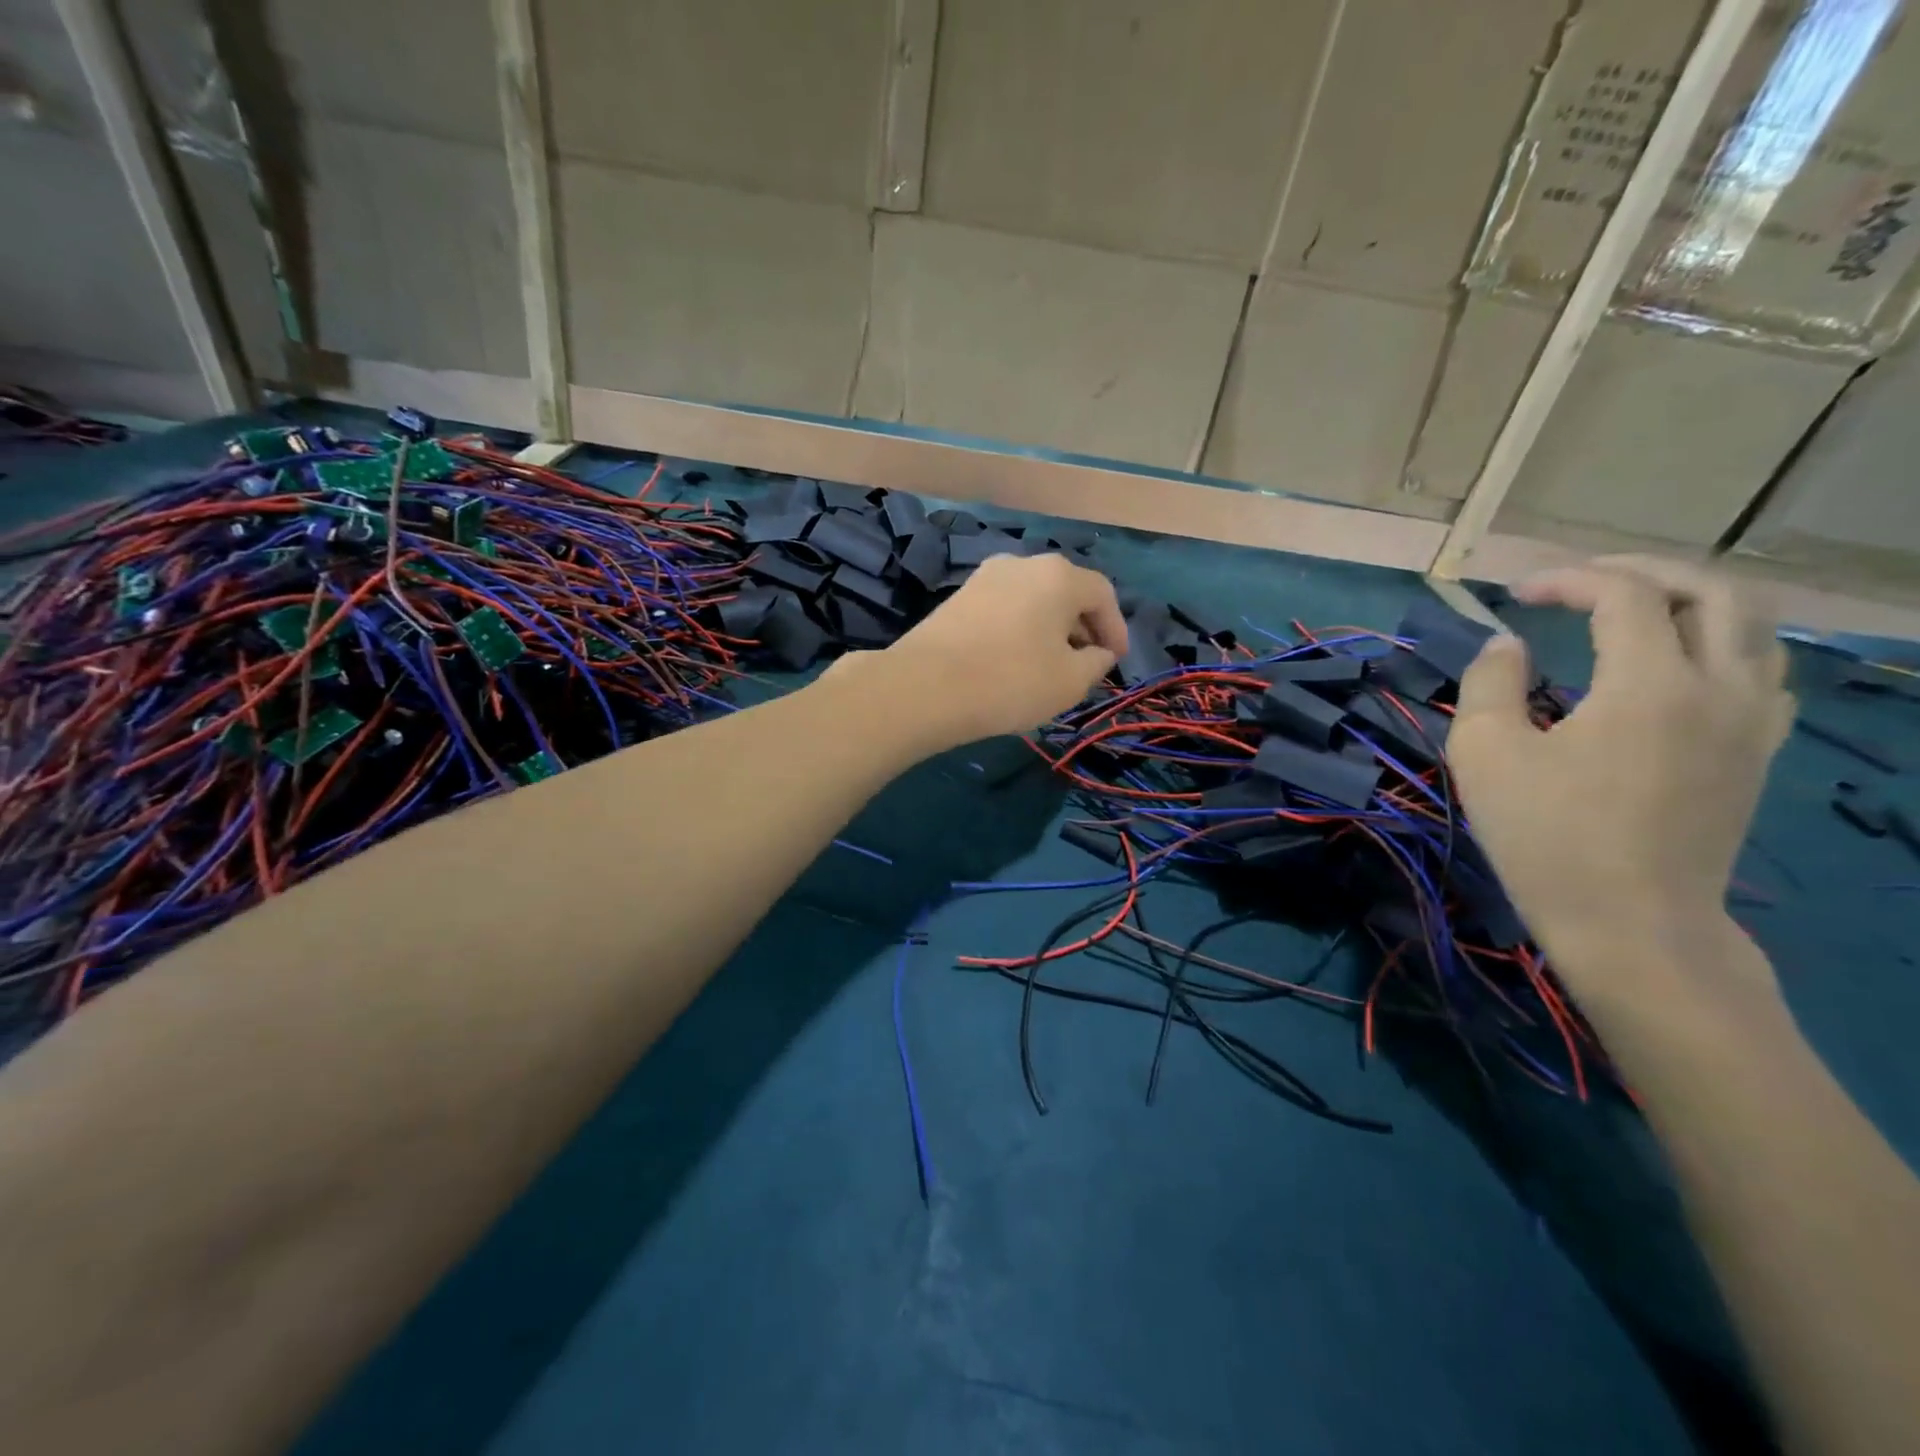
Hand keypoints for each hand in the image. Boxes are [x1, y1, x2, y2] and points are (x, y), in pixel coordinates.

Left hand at [847, 552, 1127, 749]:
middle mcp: (1022, 564)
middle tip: (1086, 663)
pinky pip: (1004, 609)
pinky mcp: (957, 598)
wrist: (924, 687)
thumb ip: (1096, 664)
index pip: (1102, 595)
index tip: (1115, 661)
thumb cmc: (1010, 681)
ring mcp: (984, 577)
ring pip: (1032, 600)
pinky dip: (1019, 630)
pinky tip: (1014, 661)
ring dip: (1049, 629)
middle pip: (1066, 592)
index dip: (1116, 629)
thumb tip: (1098, 653)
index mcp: (1058, 576)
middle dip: (1082, 628)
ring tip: (1050, 665)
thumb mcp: (1070, 681)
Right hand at [1446, 556, 1793, 993]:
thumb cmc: (1547, 837)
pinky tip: (1683, 665)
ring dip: (1692, 602)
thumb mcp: (1485, 755)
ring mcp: (1752, 723)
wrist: (1632, 923)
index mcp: (1651, 685)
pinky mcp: (1757, 755)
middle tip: (1584, 581)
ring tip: (1635, 611)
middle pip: (1712, 592)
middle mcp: (1720, 689)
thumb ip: (1490, 684)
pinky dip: (1724, 646)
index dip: (1568, 580)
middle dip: (1643, 572)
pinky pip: (1764, 673)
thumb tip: (1506, 645)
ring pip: (1753, 628)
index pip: (1625, 595)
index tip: (1517, 595)